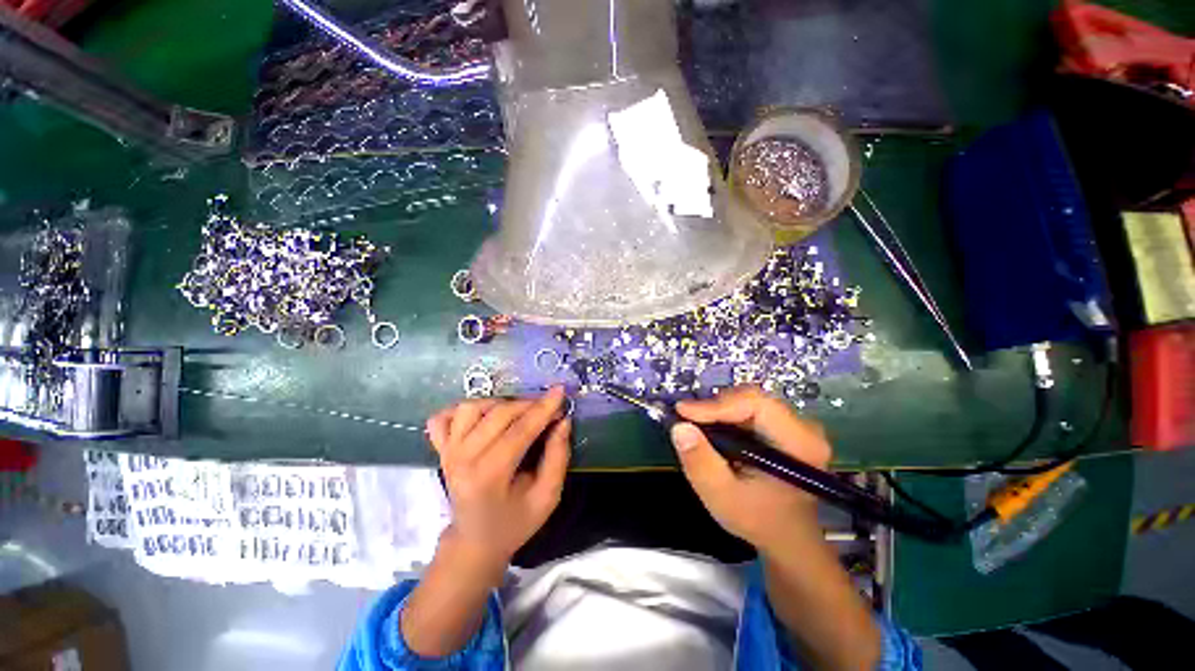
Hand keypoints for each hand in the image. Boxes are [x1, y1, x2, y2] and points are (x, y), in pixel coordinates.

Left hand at [426, 387, 570, 578]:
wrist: (474, 541)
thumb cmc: (514, 523)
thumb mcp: (547, 498)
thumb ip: (558, 458)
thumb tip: (563, 421)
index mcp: (488, 477)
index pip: (519, 431)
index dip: (543, 409)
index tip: (560, 391)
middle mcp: (462, 460)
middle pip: (498, 415)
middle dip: (529, 404)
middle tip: (548, 409)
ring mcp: (447, 453)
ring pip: (471, 408)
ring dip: (500, 404)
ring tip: (519, 413)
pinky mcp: (440, 450)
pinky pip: (443, 418)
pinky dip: (463, 410)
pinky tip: (483, 415)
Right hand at [670, 386, 831, 553]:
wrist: (786, 537)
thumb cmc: (758, 520)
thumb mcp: (722, 496)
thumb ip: (700, 462)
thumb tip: (679, 427)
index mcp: (799, 444)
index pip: (756, 404)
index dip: (717, 404)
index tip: (683, 412)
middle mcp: (803, 427)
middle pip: (752, 398)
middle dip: (715, 406)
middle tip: (688, 420)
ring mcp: (796, 425)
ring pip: (749, 400)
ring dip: (719, 410)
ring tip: (698, 426)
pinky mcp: (785, 427)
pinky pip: (750, 408)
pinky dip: (726, 415)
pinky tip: (714, 430)